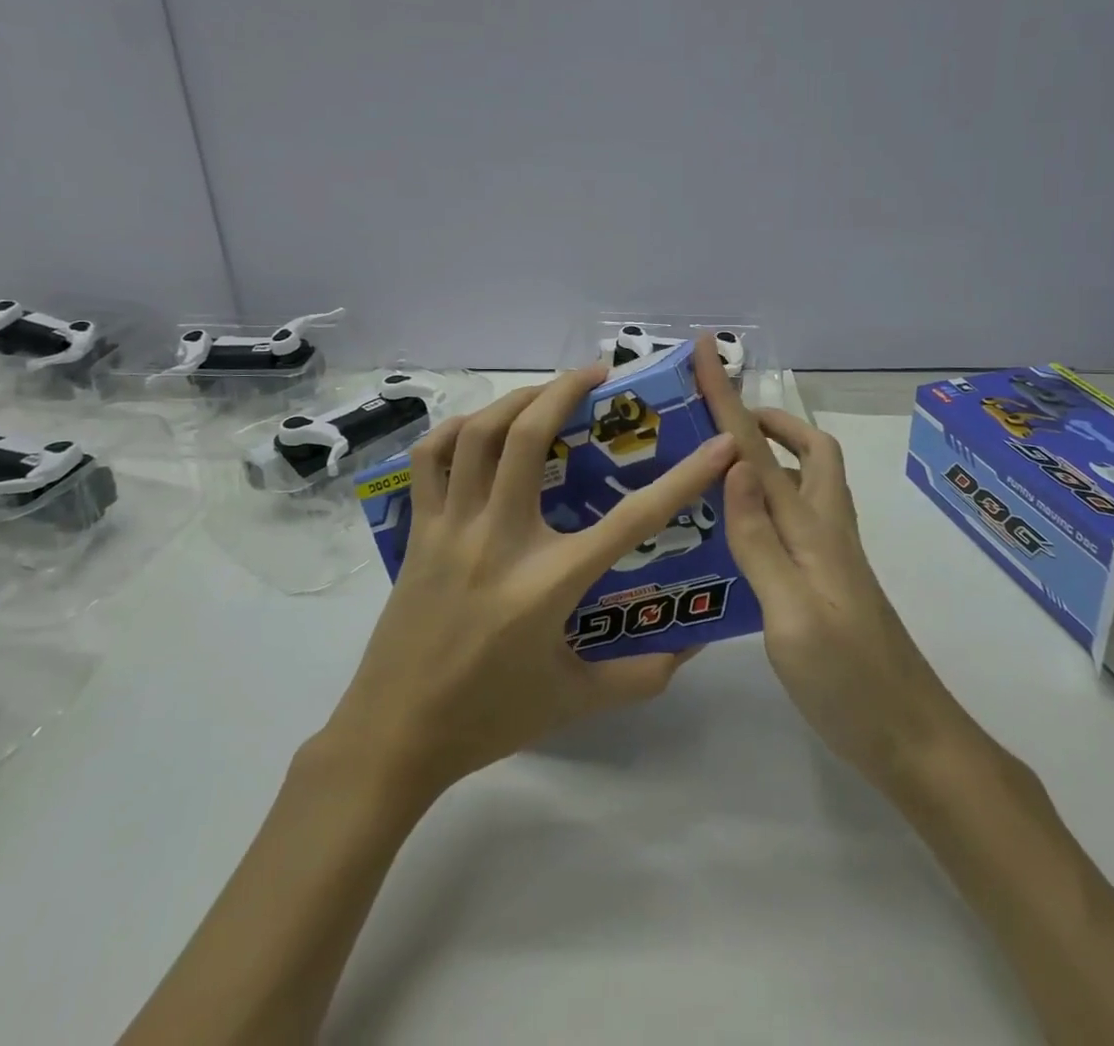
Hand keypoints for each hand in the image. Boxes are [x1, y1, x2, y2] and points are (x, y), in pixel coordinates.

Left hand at [318, 366, 736, 804]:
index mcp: (548, 582)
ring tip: (546, 391)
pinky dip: (454, 430)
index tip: (720, 444)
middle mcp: (500, 539)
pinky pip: (429, 461)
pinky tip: (479, 427)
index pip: (631, 519)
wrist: (393, 737)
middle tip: (600, 376)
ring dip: (516, 398)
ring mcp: (452, 529)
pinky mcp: (419, 531)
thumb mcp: (574, 700)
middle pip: (529, 437)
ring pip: (477, 435)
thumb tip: (692, 646)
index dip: (685, 477)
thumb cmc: (489, 717)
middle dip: (567, 390)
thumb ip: (640, 675)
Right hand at [690, 337, 960, 796]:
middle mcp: (824, 528)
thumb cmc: (847, 678)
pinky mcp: (827, 579)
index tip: (707, 351)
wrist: (910, 737)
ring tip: (717, 467)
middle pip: (808, 449)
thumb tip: (733, 465)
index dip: (729, 396)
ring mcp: (830, 554)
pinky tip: (737, 528)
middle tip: (722, 419)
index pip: (759, 448)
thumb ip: (759, 539)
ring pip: (802, 482)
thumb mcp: (790, 612)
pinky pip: (793, 518)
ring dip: (767, 458)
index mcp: (811, 527)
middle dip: (768, 419)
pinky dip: (765, 501)